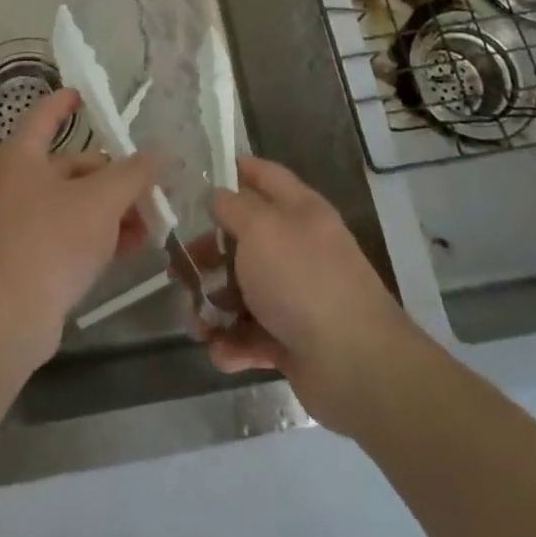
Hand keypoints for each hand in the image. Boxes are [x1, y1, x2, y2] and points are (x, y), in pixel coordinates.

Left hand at [0, 89, 161, 375]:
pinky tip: (134, 246)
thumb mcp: (101, 201)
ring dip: (115, 208)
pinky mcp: (32, 255)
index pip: (46, 115)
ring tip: (153, 221)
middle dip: (116, 175)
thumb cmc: (51, 240)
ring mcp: (23, 221)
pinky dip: (101, 233)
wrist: (8, 316)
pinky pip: (72, 232)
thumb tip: (161, 152)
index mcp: (23, 155)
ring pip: (77, 201)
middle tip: (154, 187)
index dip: (67, 102)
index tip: (88, 95)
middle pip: (74, 165)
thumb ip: (134, 174)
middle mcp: (19, 181)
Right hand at [195, 156, 417, 437]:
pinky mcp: (291, 339)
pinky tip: (221, 352)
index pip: (264, 175)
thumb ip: (232, 207)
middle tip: (178, 268)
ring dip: (213, 307)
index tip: (196, 177)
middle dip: (208, 254)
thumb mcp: (260, 229)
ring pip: (241, 290)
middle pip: (243, 239)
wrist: (357, 366)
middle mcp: (298, 247)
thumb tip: (217, 196)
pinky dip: (233, 344)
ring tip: (196, 324)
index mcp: (299, 211)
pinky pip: (251, 334)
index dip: (234, 170)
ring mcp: (296, 295)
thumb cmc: (303, 281)